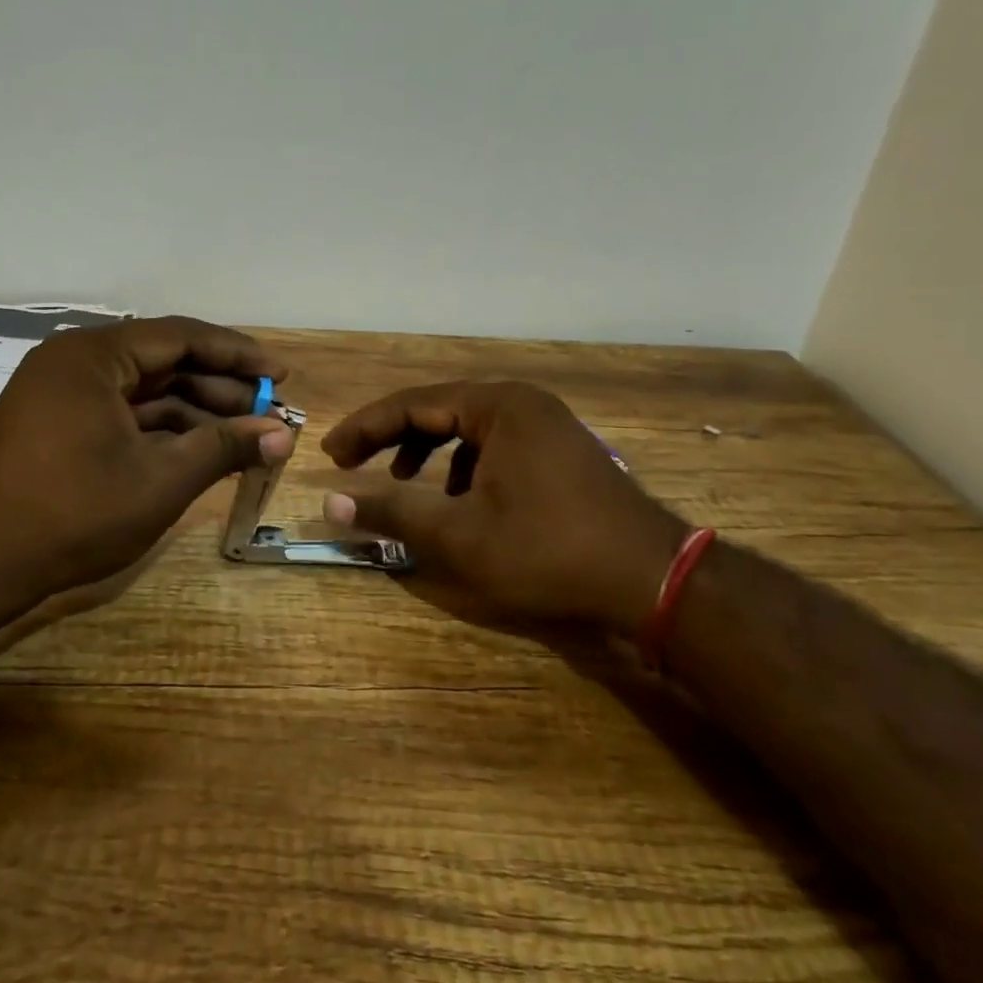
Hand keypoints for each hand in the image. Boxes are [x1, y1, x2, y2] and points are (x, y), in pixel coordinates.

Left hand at [0, 317, 294, 601]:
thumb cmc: (73, 514)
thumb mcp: (161, 480)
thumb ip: (225, 448)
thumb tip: (284, 434)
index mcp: (93, 356)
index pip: (182, 336)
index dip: (238, 354)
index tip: (281, 375)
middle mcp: (75, 361)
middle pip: (164, 360)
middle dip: (220, 388)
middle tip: (269, 412)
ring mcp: (62, 392)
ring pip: (144, 390)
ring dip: (195, 411)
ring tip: (245, 436)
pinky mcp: (57, 422)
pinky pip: (122, 412)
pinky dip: (161, 428)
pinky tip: (199, 449)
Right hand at [321, 382, 684, 636]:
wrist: (651, 580)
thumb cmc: (547, 551)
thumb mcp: (459, 536)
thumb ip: (392, 513)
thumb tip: (330, 505)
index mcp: (498, 406)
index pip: (411, 404)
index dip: (364, 428)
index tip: (330, 454)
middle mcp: (523, 403)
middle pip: (439, 409)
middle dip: (393, 438)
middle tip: (354, 464)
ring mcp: (548, 425)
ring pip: (468, 427)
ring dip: (428, 451)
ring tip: (404, 482)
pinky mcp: (561, 451)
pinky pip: (495, 444)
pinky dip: (464, 466)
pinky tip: (460, 500)